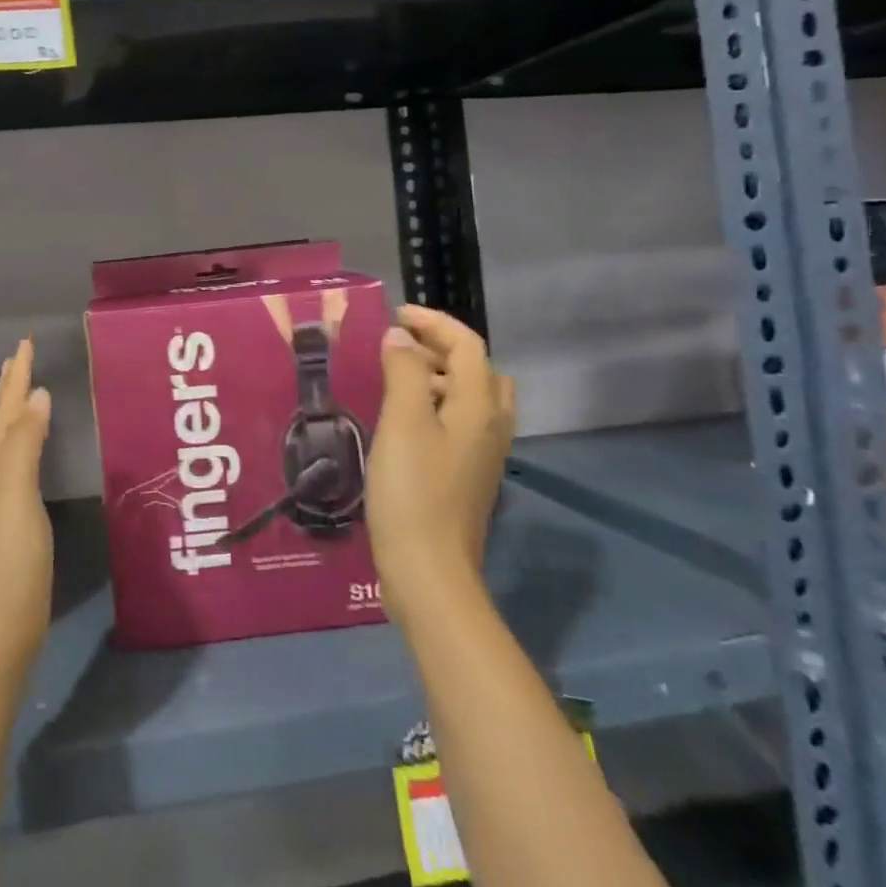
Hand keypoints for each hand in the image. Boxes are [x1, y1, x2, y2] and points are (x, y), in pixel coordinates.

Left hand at [0, 338, 53, 667]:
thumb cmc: (10, 557)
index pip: (8, 409)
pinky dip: (27, 444)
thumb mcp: (17, 493)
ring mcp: (4, 501)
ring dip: (16, 412)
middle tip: (21, 356)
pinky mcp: (16, 523)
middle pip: (3, 422)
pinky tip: (32, 452)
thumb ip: (25, 443)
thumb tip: (37, 393)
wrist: (0, 625)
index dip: (17, 376)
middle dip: (11, 387)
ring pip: (9, 442)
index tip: (24, 342)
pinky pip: (21, 466)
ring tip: (26, 392)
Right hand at [366, 307, 515, 623]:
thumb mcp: (403, 423)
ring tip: (395, 379)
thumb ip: (403, 372)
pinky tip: (402, 422)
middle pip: (478, 369)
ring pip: (470, 397)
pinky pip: (459, 422)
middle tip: (397, 347)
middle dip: (440, 348)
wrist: (429, 572)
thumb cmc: (413, 491)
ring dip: (438, 376)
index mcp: (480, 407)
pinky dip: (435, 405)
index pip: (467, 345)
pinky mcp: (467, 476)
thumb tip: (400, 337)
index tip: (395, 314)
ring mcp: (482, 454)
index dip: (433, 322)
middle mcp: (491, 426)